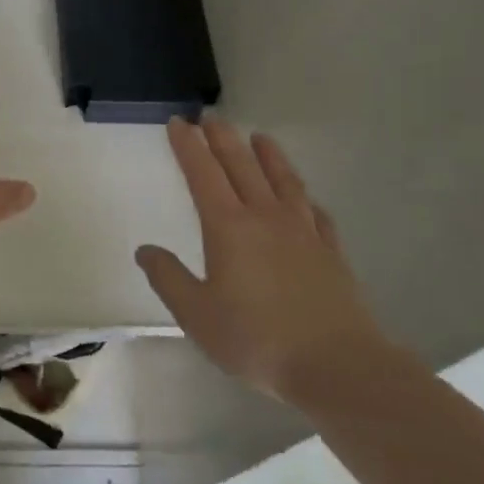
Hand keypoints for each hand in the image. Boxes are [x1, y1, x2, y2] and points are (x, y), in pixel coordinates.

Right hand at [136, 116, 388, 403]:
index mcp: (229, 227)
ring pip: (283, 180)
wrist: (337, 366)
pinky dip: (306, 199)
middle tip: (210, 117)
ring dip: (268, 155)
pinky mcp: (331, 252)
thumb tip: (145, 250)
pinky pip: (316, 214)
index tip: (178, 122)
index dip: (188, 146)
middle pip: (242, 166)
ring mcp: (303, 232)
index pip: (203, 174)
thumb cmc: (257, 339)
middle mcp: (266, 217)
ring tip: (260, 137)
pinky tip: (305, 199)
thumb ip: (168, 278)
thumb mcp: (197, 314)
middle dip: (223, 139)